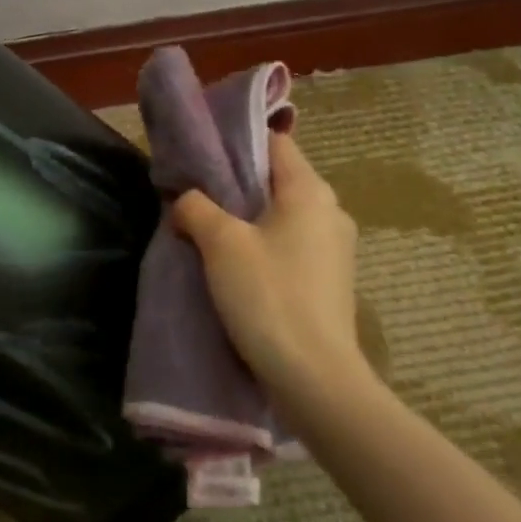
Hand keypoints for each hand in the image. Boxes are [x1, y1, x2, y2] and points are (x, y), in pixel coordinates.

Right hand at [171, 132, 371, 400]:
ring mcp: (335, 248)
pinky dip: (263, 244)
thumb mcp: (221, 244)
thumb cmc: (269, 297)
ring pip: (282, 215)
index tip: (202, 153)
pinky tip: (236, 265)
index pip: (275, 143)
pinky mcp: (330, 280)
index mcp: (310, 191)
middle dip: (237, 184)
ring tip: (208, 229)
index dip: (238, 142)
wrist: (315, 379)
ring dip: (248, 218)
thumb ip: (196, 208)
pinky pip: (291, 245)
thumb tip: (185, 199)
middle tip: (196, 193)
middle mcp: (330, 211)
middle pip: (277, 180)